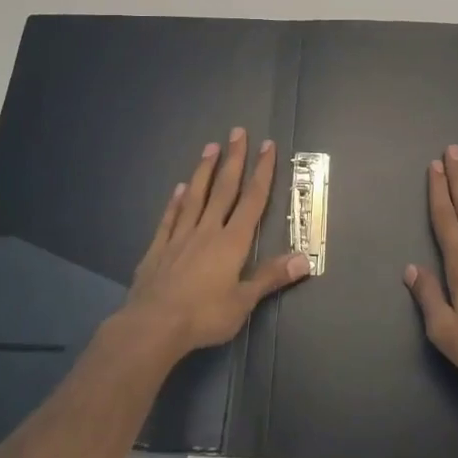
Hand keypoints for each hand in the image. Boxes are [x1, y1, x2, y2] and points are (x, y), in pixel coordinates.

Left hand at [121, 128, 310, 361]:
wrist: (153, 326)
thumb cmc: (204, 315)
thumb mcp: (244, 302)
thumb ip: (271, 277)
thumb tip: (304, 258)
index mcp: (232, 242)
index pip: (252, 200)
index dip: (262, 172)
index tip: (266, 146)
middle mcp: (207, 230)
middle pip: (224, 189)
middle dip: (234, 159)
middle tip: (237, 132)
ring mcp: (180, 237)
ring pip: (195, 196)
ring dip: (204, 171)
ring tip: (210, 147)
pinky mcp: (158, 249)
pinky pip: (169, 218)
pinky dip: (175, 202)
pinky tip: (178, 188)